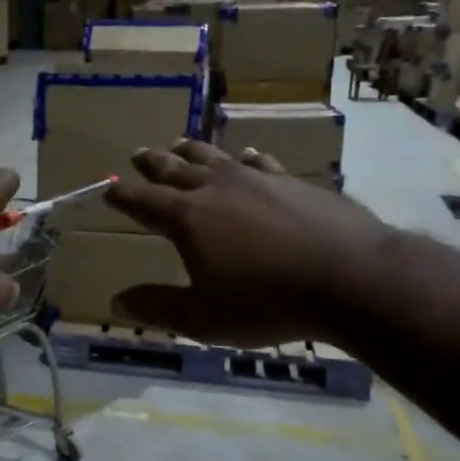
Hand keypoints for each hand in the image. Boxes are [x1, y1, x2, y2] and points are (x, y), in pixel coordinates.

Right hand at [104, 139, 385, 346]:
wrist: (351, 278)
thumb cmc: (267, 302)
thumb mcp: (204, 317)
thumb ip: (158, 307)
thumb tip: (115, 302)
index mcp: (188, 218)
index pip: (145, 202)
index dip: (124, 196)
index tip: (109, 189)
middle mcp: (217, 189)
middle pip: (176, 170)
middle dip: (153, 164)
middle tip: (138, 154)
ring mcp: (258, 180)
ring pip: (215, 157)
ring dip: (193, 151)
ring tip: (179, 143)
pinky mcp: (293, 182)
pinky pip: (261, 162)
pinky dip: (247, 157)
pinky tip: (248, 155)